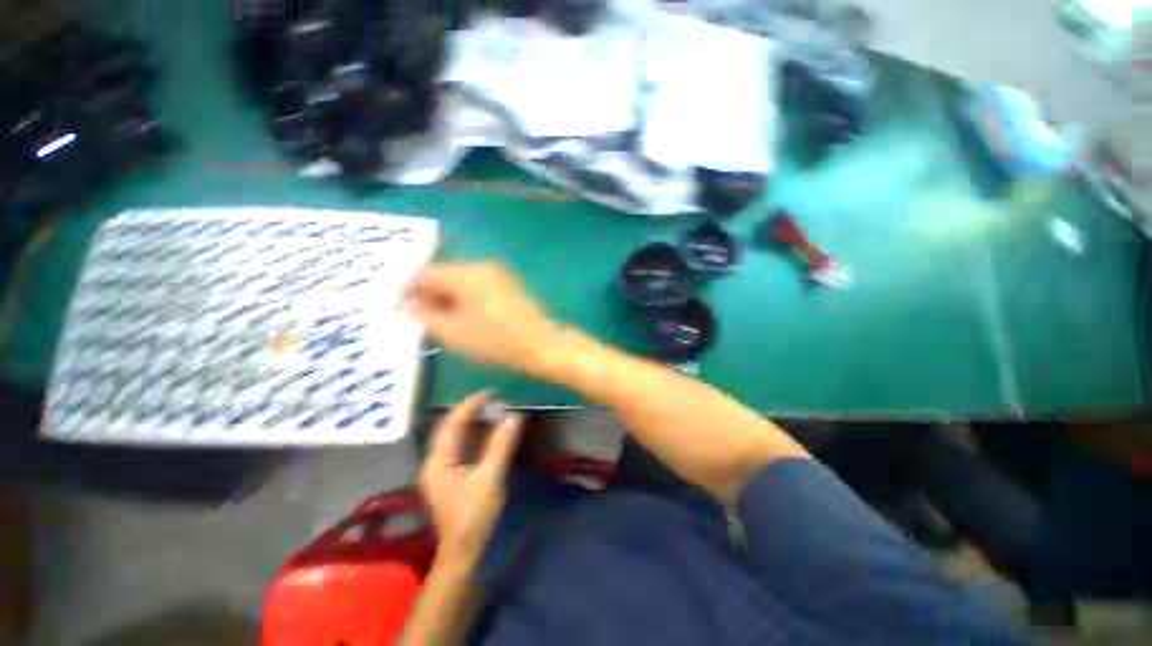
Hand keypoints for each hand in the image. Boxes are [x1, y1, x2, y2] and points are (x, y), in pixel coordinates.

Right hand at [405, 262, 564, 375]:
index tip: (399, 306)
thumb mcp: (454, 332)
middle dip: (428, 294)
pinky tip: (461, 317)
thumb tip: (409, 305)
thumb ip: (425, 316)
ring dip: (446, 297)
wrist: (541, 344)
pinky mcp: (507, 286)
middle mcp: (481, 267)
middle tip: (418, 317)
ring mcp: (498, 275)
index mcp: (466, 274)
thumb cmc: (496, 340)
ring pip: (461, 281)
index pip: (426, 272)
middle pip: (444, 275)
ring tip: (438, 320)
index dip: (408, 288)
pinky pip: (477, 287)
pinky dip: (464, 299)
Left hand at [419, 390, 523, 561]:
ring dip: (474, 421)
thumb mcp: (490, 478)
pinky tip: (489, 430)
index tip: (491, 391)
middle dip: (472, 410)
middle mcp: (435, 461)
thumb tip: (514, 415)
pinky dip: (476, 435)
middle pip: (451, 427)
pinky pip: (462, 446)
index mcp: (439, 461)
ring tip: (494, 408)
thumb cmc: (474, 516)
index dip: (471, 404)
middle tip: (494, 398)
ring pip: (456, 436)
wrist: (463, 553)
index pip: (453, 423)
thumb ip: (501, 445)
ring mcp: (441, 469)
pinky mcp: (451, 475)